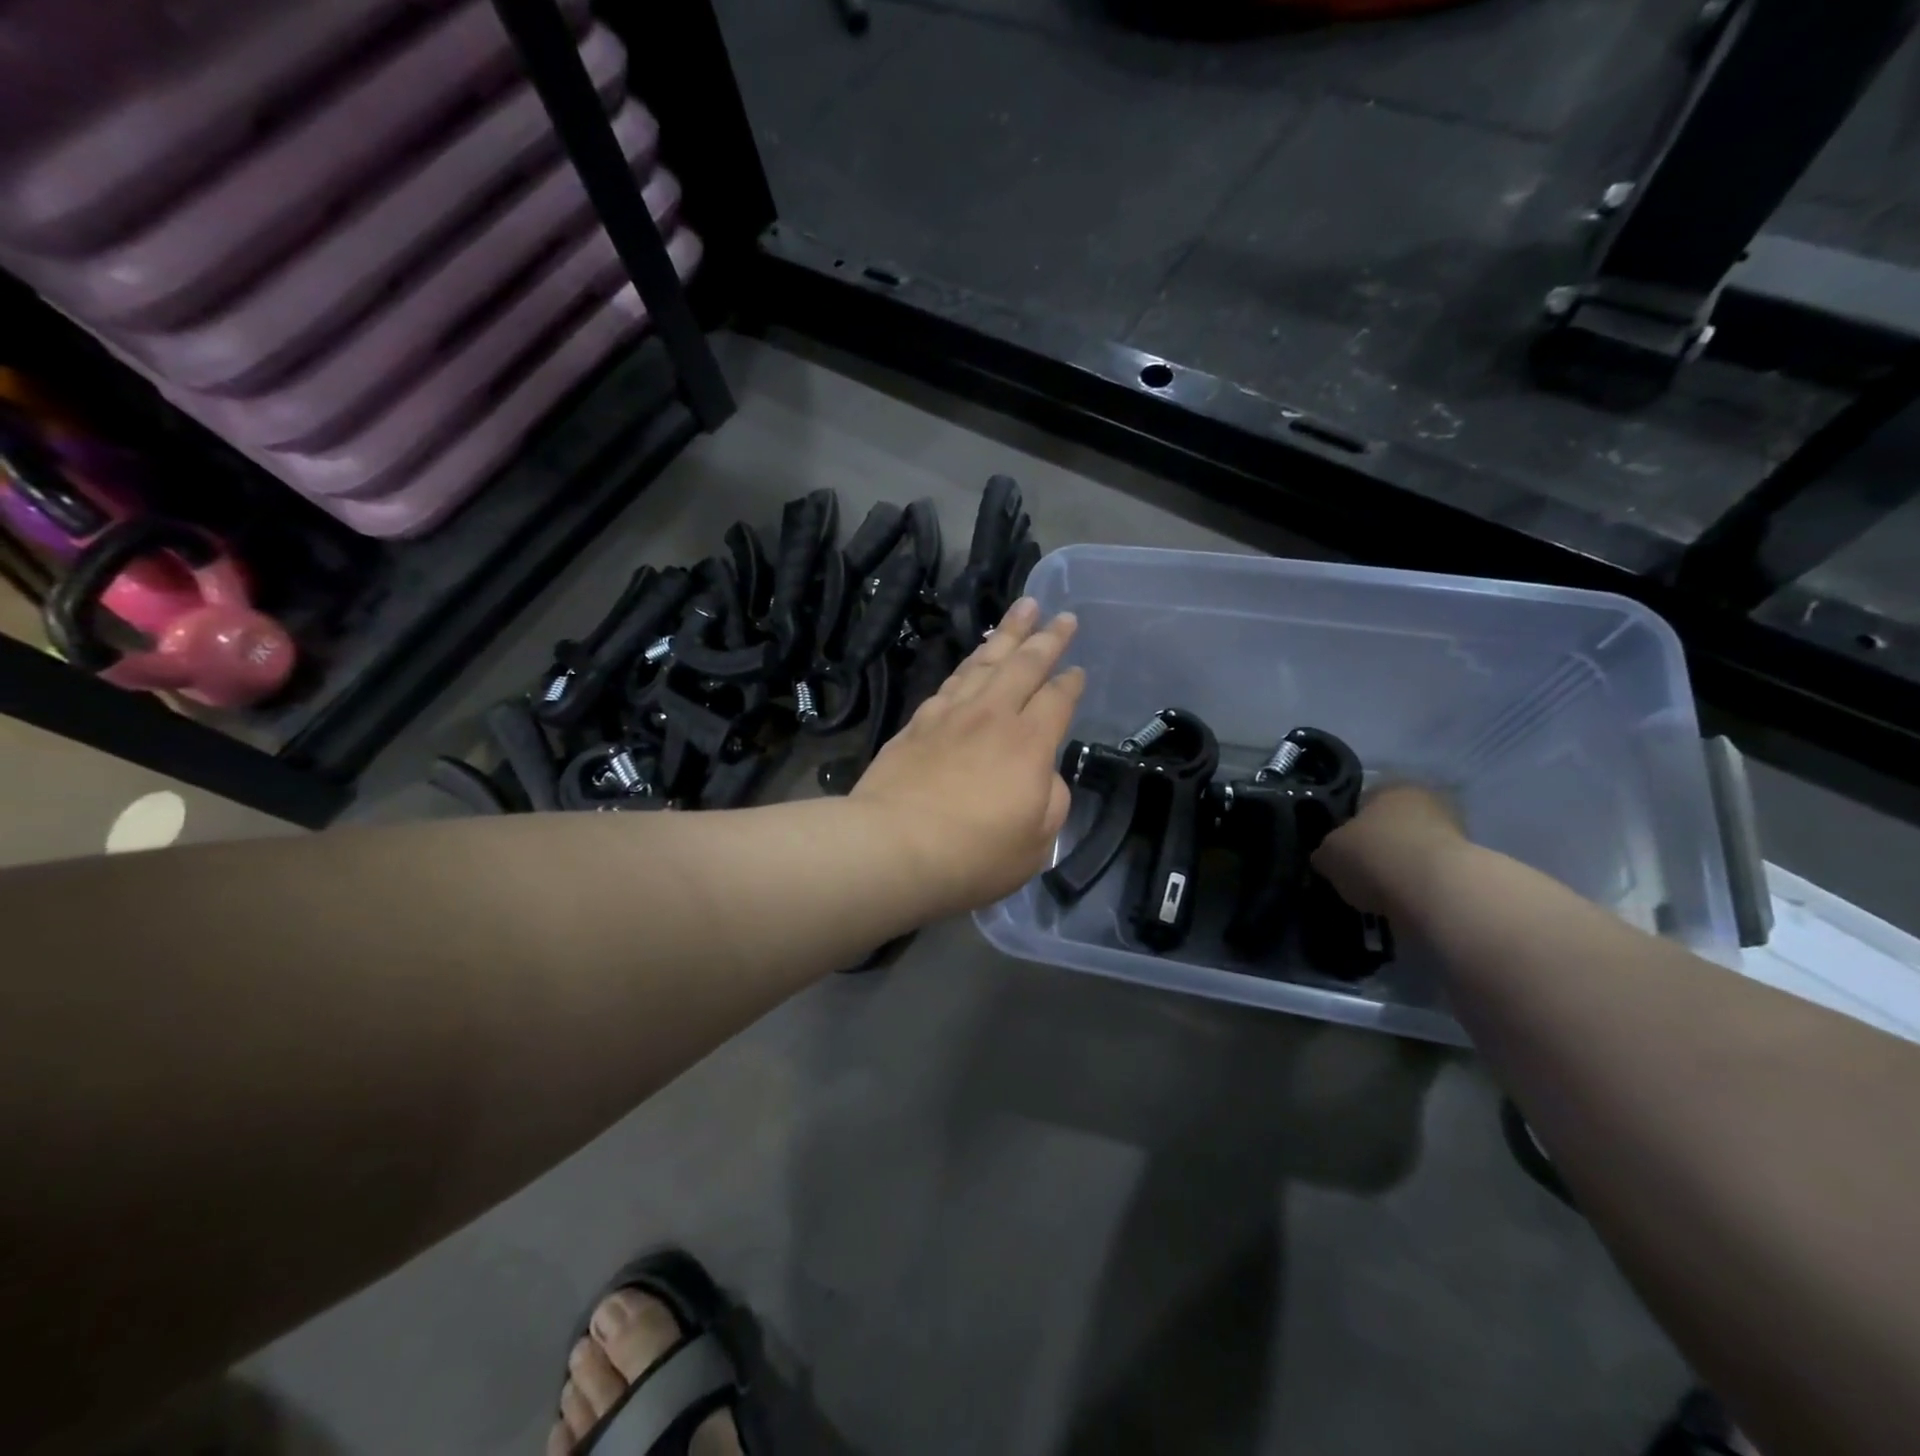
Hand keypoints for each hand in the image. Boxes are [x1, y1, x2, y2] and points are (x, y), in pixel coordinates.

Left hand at [851, 598, 1083, 917]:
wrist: (893, 846)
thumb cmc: (975, 853)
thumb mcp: (1037, 842)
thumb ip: (1051, 800)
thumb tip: (1044, 774)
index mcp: (1029, 742)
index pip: (1057, 699)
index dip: (1071, 682)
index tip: (1078, 670)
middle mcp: (992, 716)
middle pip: (1024, 664)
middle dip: (1047, 637)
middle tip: (1061, 615)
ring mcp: (951, 714)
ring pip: (984, 661)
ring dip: (1007, 633)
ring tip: (1022, 609)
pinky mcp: (917, 723)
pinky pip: (951, 681)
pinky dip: (968, 663)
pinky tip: (972, 660)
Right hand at [1312, 784, 1465, 915]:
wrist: (1437, 892)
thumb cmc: (1375, 856)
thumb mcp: (1328, 853)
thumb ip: (1326, 852)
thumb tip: (1327, 858)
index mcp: (1390, 786)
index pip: (1360, 802)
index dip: (1344, 827)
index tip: (1336, 851)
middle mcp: (1425, 801)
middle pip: (1389, 826)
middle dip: (1374, 847)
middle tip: (1355, 872)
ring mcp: (1453, 833)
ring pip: (1410, 851)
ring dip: (1396, 868)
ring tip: (1376, 892)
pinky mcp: (1467, 868)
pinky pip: (1427, 875)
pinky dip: (1414, 886)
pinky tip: (1399, 901)